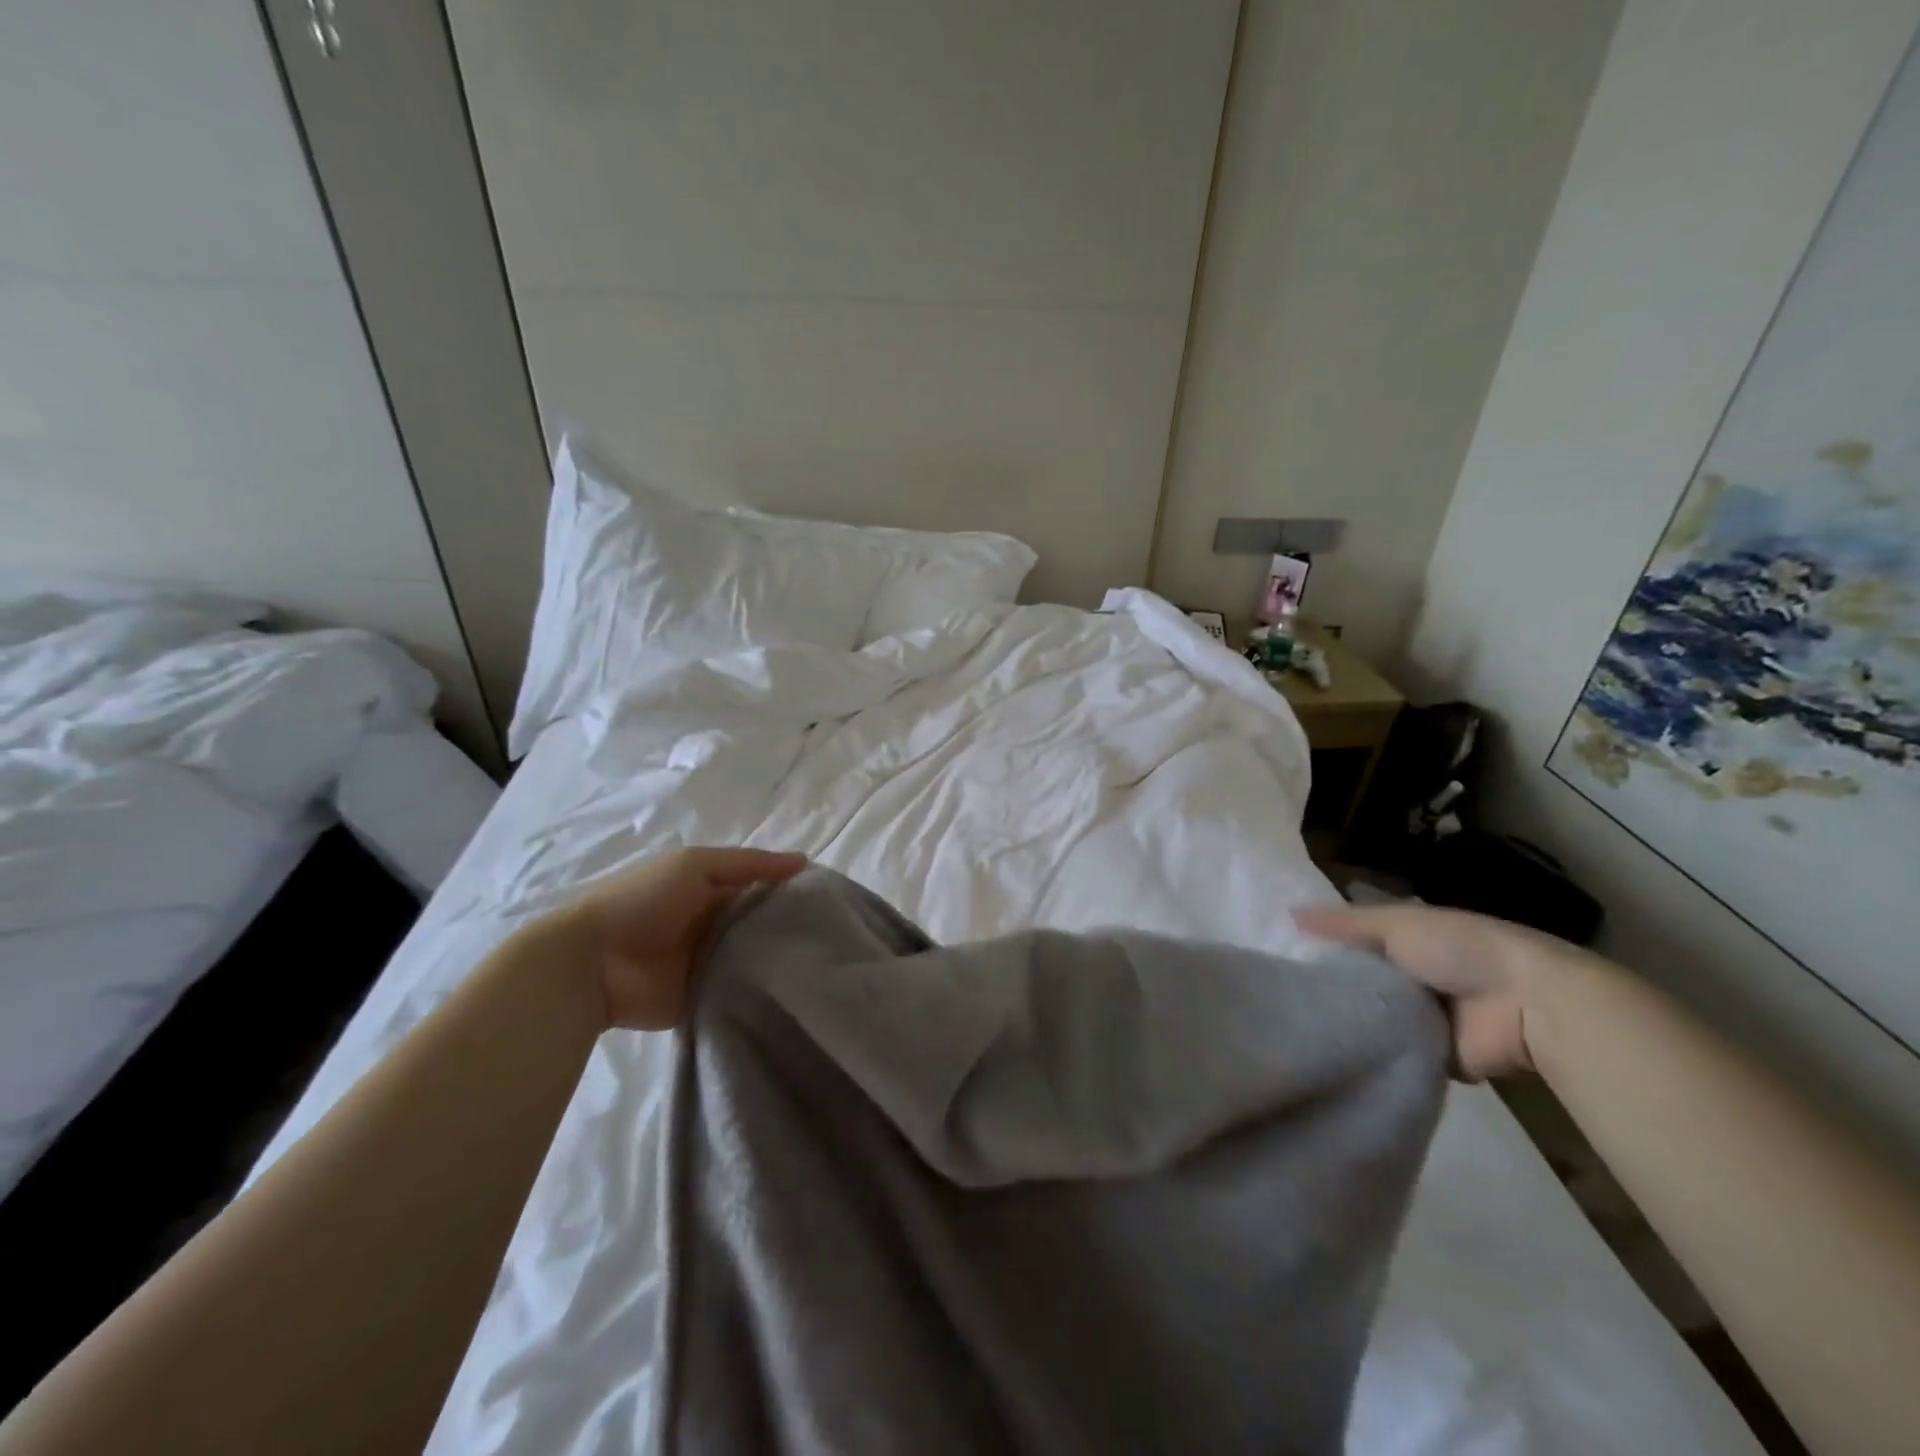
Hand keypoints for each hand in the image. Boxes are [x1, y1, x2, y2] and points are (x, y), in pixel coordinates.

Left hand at [553, 847, 807, 1030]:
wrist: (592, 963)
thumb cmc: (643, 900)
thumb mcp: (696, 865)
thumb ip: (749, 864)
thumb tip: (804, 862)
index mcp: (711, 891)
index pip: (762, 888)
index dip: (792, 891)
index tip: (830, 900)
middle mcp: (716, 925)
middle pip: (762, 925)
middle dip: (791, 929)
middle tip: (836, 936)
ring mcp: (711, 964)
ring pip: (756, 960)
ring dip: (779, 961)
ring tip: (827, 965)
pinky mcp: (705, 999)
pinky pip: (741, 994)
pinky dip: (761, 992)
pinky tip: (797, 992)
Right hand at [1294, 902, 1583, 1078]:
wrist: (1527, 1005)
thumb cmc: (1460, 949)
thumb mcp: (1396, 922)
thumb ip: (1344, 923)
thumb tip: (1289, 914)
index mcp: (1410, 939)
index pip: (1356, 941)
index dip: (1325, 945)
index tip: (1284, 954)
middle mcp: (1415, 976)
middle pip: (1363, 980)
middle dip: (1333, 986)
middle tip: (1283, 995)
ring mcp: (1426, 1017)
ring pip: (1375, 1017)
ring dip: (1353, 1021)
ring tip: (1298, 1026)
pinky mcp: (1435, 1056)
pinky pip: (1394, 1053)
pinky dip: (1375, 1052)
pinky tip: (1334, 1052)